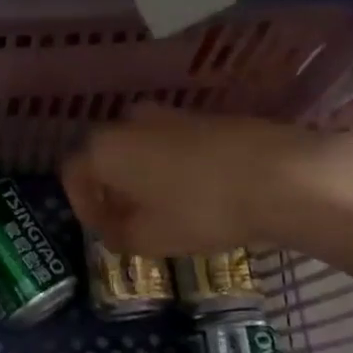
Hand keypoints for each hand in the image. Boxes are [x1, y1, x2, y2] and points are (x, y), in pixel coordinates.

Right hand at [61, 104, 352, 255]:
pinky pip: (172, 143)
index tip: (104, 231)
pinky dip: (172, 166)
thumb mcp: (150, 238)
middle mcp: (129, 122)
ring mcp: (170, 114)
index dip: (83, 207)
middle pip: (106, 156)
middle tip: (129, 220)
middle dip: (111, 189)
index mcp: (105, 148)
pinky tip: (197, 193)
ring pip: (140, 147)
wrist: (278, 175)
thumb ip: (118, 236)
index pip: (73, 174)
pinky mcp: (205, 116)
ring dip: (142, 176)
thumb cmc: (200, 209)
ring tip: (165, 209)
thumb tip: (113, 230)